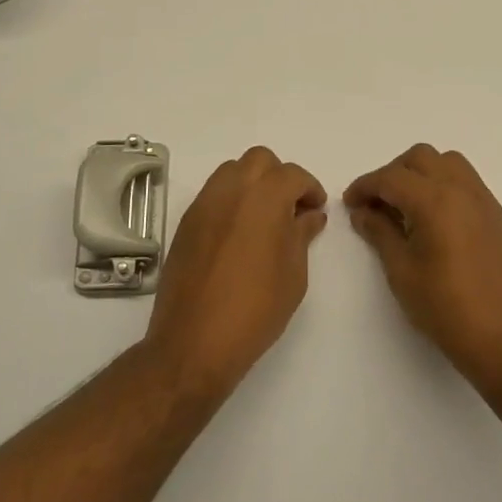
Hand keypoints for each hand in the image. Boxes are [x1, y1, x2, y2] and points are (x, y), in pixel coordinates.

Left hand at [144, 147, 327, 396]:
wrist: (195, 341)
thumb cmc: (256, 308)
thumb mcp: (294, 273)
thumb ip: (302, 234)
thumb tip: (309, 215)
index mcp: (265, 197)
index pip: (293, 175)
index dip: (310, 189)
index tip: (316, 209)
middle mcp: (232, 190)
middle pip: (260, 160)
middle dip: (279, 177)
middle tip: (291, 208)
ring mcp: (204, 204)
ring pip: (232, 171)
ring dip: (252, 184)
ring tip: (263, 218)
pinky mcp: (186, 223)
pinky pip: (213, 195)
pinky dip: (230, 201)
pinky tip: (238, 234)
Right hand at [345, 145, 501, 396]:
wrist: (501, 339)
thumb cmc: (443, 308)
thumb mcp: (401, 271)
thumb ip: (380, 232)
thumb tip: (363, 211)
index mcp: (435, 201)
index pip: (391, 177)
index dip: (365, 186)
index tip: (350, 203)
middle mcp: (462, 190)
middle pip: (421, 158)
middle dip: (393, 173)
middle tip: (377, 203)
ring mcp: (484, 201)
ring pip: (448, 162)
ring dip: (422, 173)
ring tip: (407, 206)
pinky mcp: (497, 216)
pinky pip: (467, 182)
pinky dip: (445, 185)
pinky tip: (434, 219)